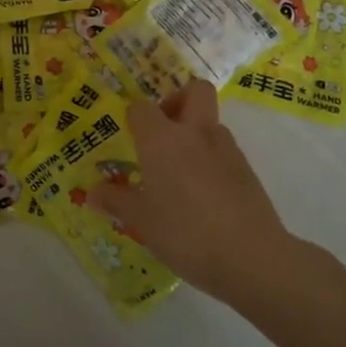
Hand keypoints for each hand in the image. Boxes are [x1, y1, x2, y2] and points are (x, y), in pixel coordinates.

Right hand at [92, 81, 298, 301]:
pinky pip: (224, 150)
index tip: (129, 138)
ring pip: (210, 122)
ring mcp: (226, 149)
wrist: (252, 257)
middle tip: (162, 133)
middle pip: (194, 90)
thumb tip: (93, 193)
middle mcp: (195, 133)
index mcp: (162, 140)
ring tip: (180, 173)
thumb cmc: (185, 233)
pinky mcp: (247, 169)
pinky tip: (203, 195)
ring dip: (195, 134)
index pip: (142, 108)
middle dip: (177, 100)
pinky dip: (211, 160)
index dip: (133, 118)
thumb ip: (117, 202)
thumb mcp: (142, 222)